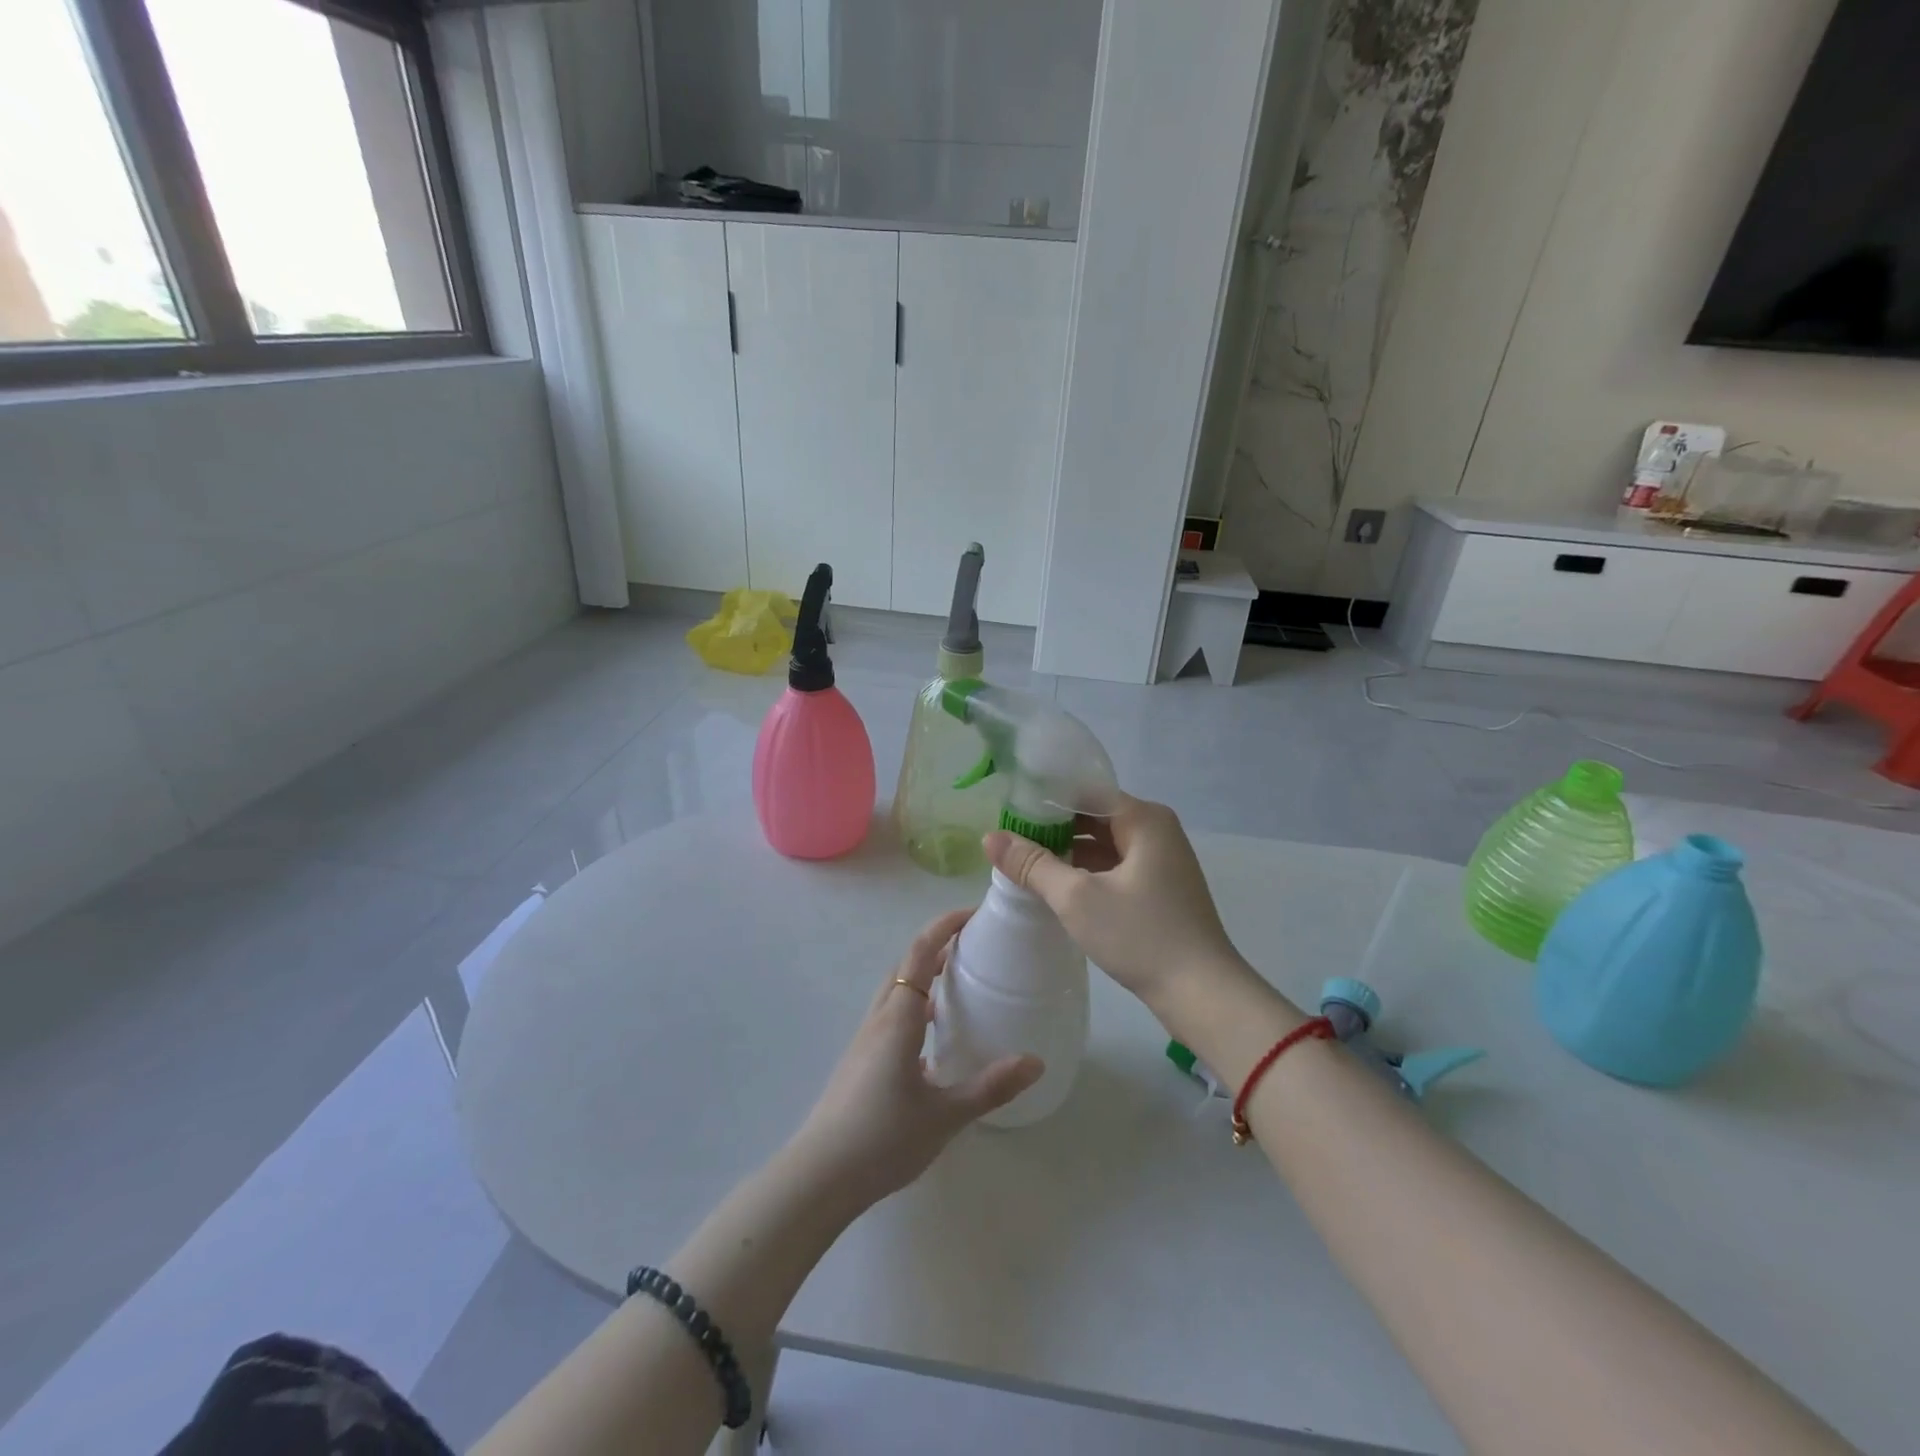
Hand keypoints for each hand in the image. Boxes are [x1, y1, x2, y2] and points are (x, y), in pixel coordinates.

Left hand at [787, 910, 1042, 1212]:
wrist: (819, 1176)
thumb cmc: (882, 1139)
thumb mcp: (945, 1115)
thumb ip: (990, 1087)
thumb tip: (1035, 1062)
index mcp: (898, 1019)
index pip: (919, 954)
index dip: (943, 927)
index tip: (971, 915)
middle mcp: (879, 1019)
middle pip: (905, 966)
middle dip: (936, 947)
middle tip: (972, 947)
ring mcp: (864, 1040)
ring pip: (895, 991)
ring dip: (923, 977)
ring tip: (957, 986)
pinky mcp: (860, 1061)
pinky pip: (890, 1016)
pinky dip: (913, 1008)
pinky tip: (932, 1040)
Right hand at [984, 794, 1250, 1019]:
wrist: (1203, 993)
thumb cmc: (1141, 936)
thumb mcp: (1077, 898)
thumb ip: (1032, 864)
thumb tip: (990, 837)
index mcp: (1143, 818)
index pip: (1084, 792)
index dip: (1044, 800)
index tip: (1007, 812)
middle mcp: (1156, 830)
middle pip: (1095, 815)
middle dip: (1053, 827)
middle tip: (1009, 839)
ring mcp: (1162, 860)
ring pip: (1105, 843)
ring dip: (1069, 852)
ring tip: (1024, 862)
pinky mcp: (1161, 888)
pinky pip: (1116, 866)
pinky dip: (1088, 871)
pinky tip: (1057, 886)